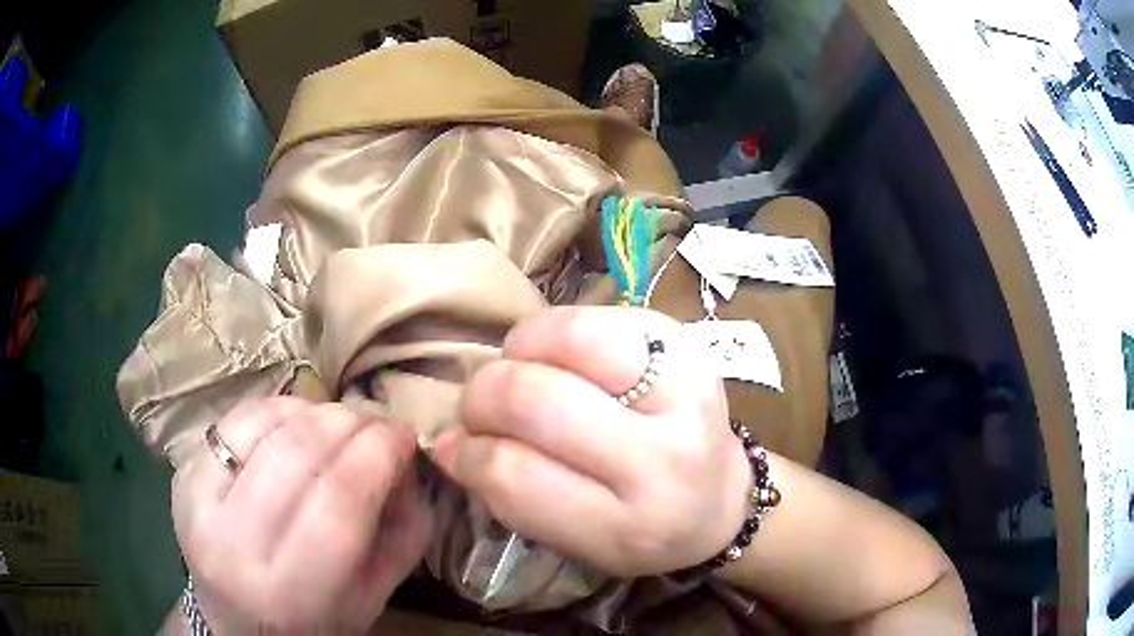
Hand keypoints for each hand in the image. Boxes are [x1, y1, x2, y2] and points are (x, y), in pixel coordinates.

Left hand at [171, 398, 431, 630]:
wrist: (236, 619)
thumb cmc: (313, 618)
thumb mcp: (373, 595)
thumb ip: (403, 532)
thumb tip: (405, 457)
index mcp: (290, 590)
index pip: (339, 501)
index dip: (378, 454)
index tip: (404, 436)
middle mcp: (234, 544)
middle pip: (298, 455)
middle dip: (351, 423)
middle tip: (377, 424)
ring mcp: (197, 500)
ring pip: (265, 425)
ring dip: (316, 412)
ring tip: (341, 424)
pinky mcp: (183, 472)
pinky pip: (237, 418)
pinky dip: (279, 411)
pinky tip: (299, 425)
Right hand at [433, 307, 750, 576]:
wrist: (723, 499)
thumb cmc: (644, 529)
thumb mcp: (577, 542)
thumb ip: (509, 497)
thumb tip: (448, 442)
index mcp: (629, 526)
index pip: (516, 477)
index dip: (468, 456)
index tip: (454, 448)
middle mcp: (664, 459)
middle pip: (537, 401)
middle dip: (483, 396)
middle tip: (479, 406)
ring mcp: (686, 391)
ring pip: (571, 339)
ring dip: (519, 351)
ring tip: (516, 369)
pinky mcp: (688, 345)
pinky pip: (599, 315)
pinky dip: (557, 331)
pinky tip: (556, 356)